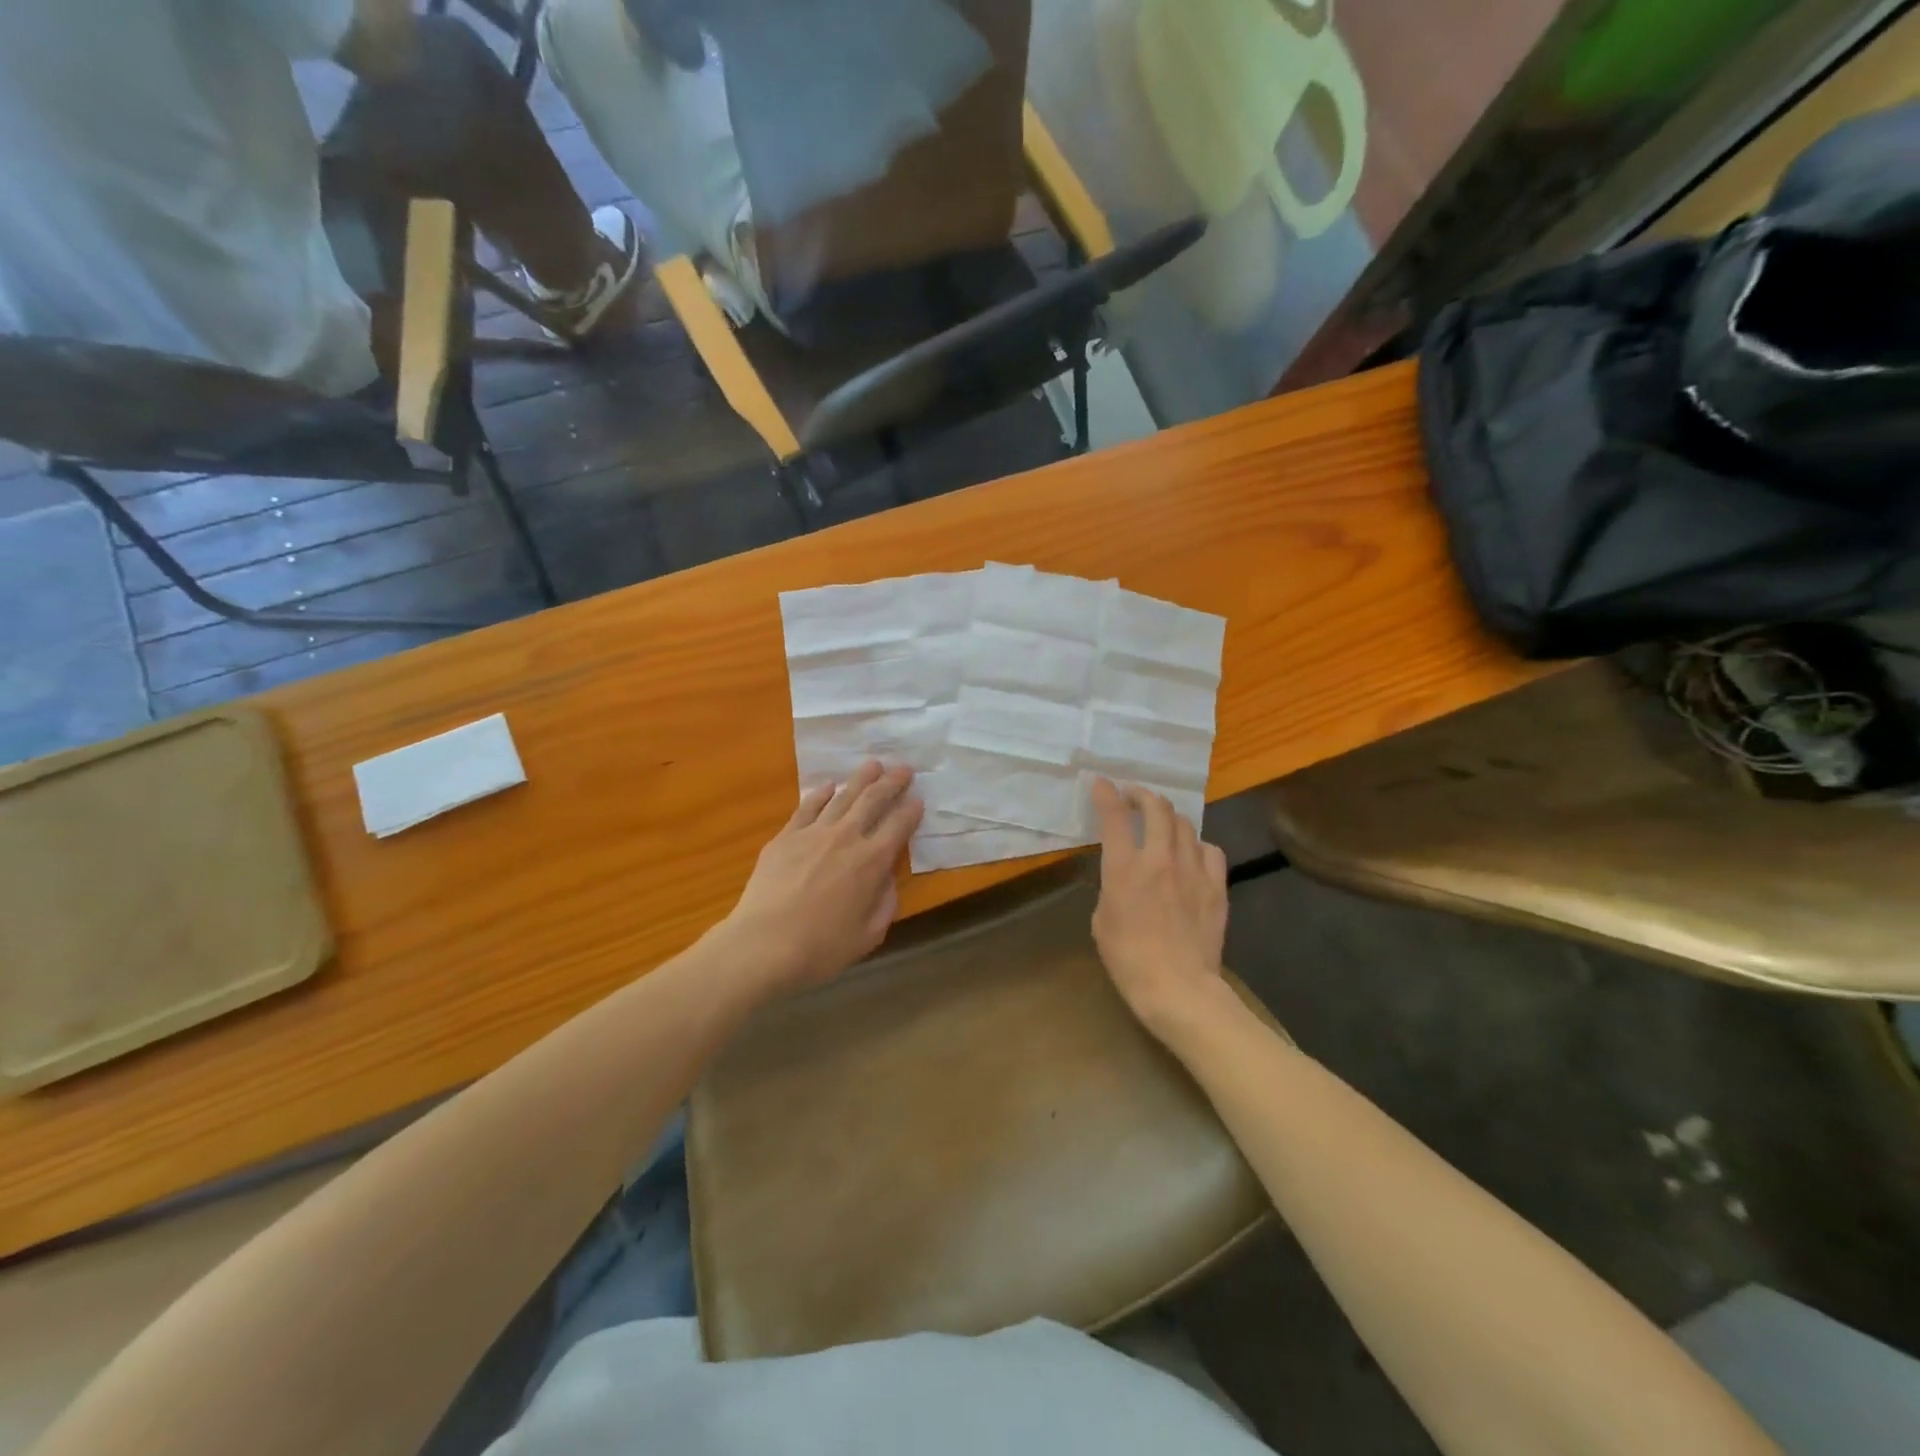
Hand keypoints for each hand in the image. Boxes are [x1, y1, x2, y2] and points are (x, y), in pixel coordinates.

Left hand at [723, 762, 923, 993]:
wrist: (763, 945)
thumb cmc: (821, 948)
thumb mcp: (869, 935)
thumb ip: (885, 902)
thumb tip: (887, 879)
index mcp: (872, 862)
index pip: (899, 826)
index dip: (911, 810)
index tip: (918, 800)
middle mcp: (846, 838)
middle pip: (873, 801)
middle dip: (891, 783)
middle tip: (904, 768)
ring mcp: (813, 833)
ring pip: (843, 797)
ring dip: (861, 778)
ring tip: (873, 764)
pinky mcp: (786, 837)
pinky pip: (807, 807)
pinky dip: (821, 794)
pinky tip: (828, 786)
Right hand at [1089, 777, 1231, 1037]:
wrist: (1178, 988)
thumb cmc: (1129, 960)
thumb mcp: (1102, 921)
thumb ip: (1112, 889)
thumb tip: (1123, 879)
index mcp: (1124, 868)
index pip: (1114, 816)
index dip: (1106, 794)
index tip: (1101, 783)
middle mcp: (1160, 859)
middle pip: (1156, 808)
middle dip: (1142, 794)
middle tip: (1133, 797)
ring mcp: (1192, 870)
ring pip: (1185, 824)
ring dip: (1169, 817)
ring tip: (1162, 822)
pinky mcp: (1216, 886)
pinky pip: (1209, 850)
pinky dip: (1197, 845)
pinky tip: (1192, 854)